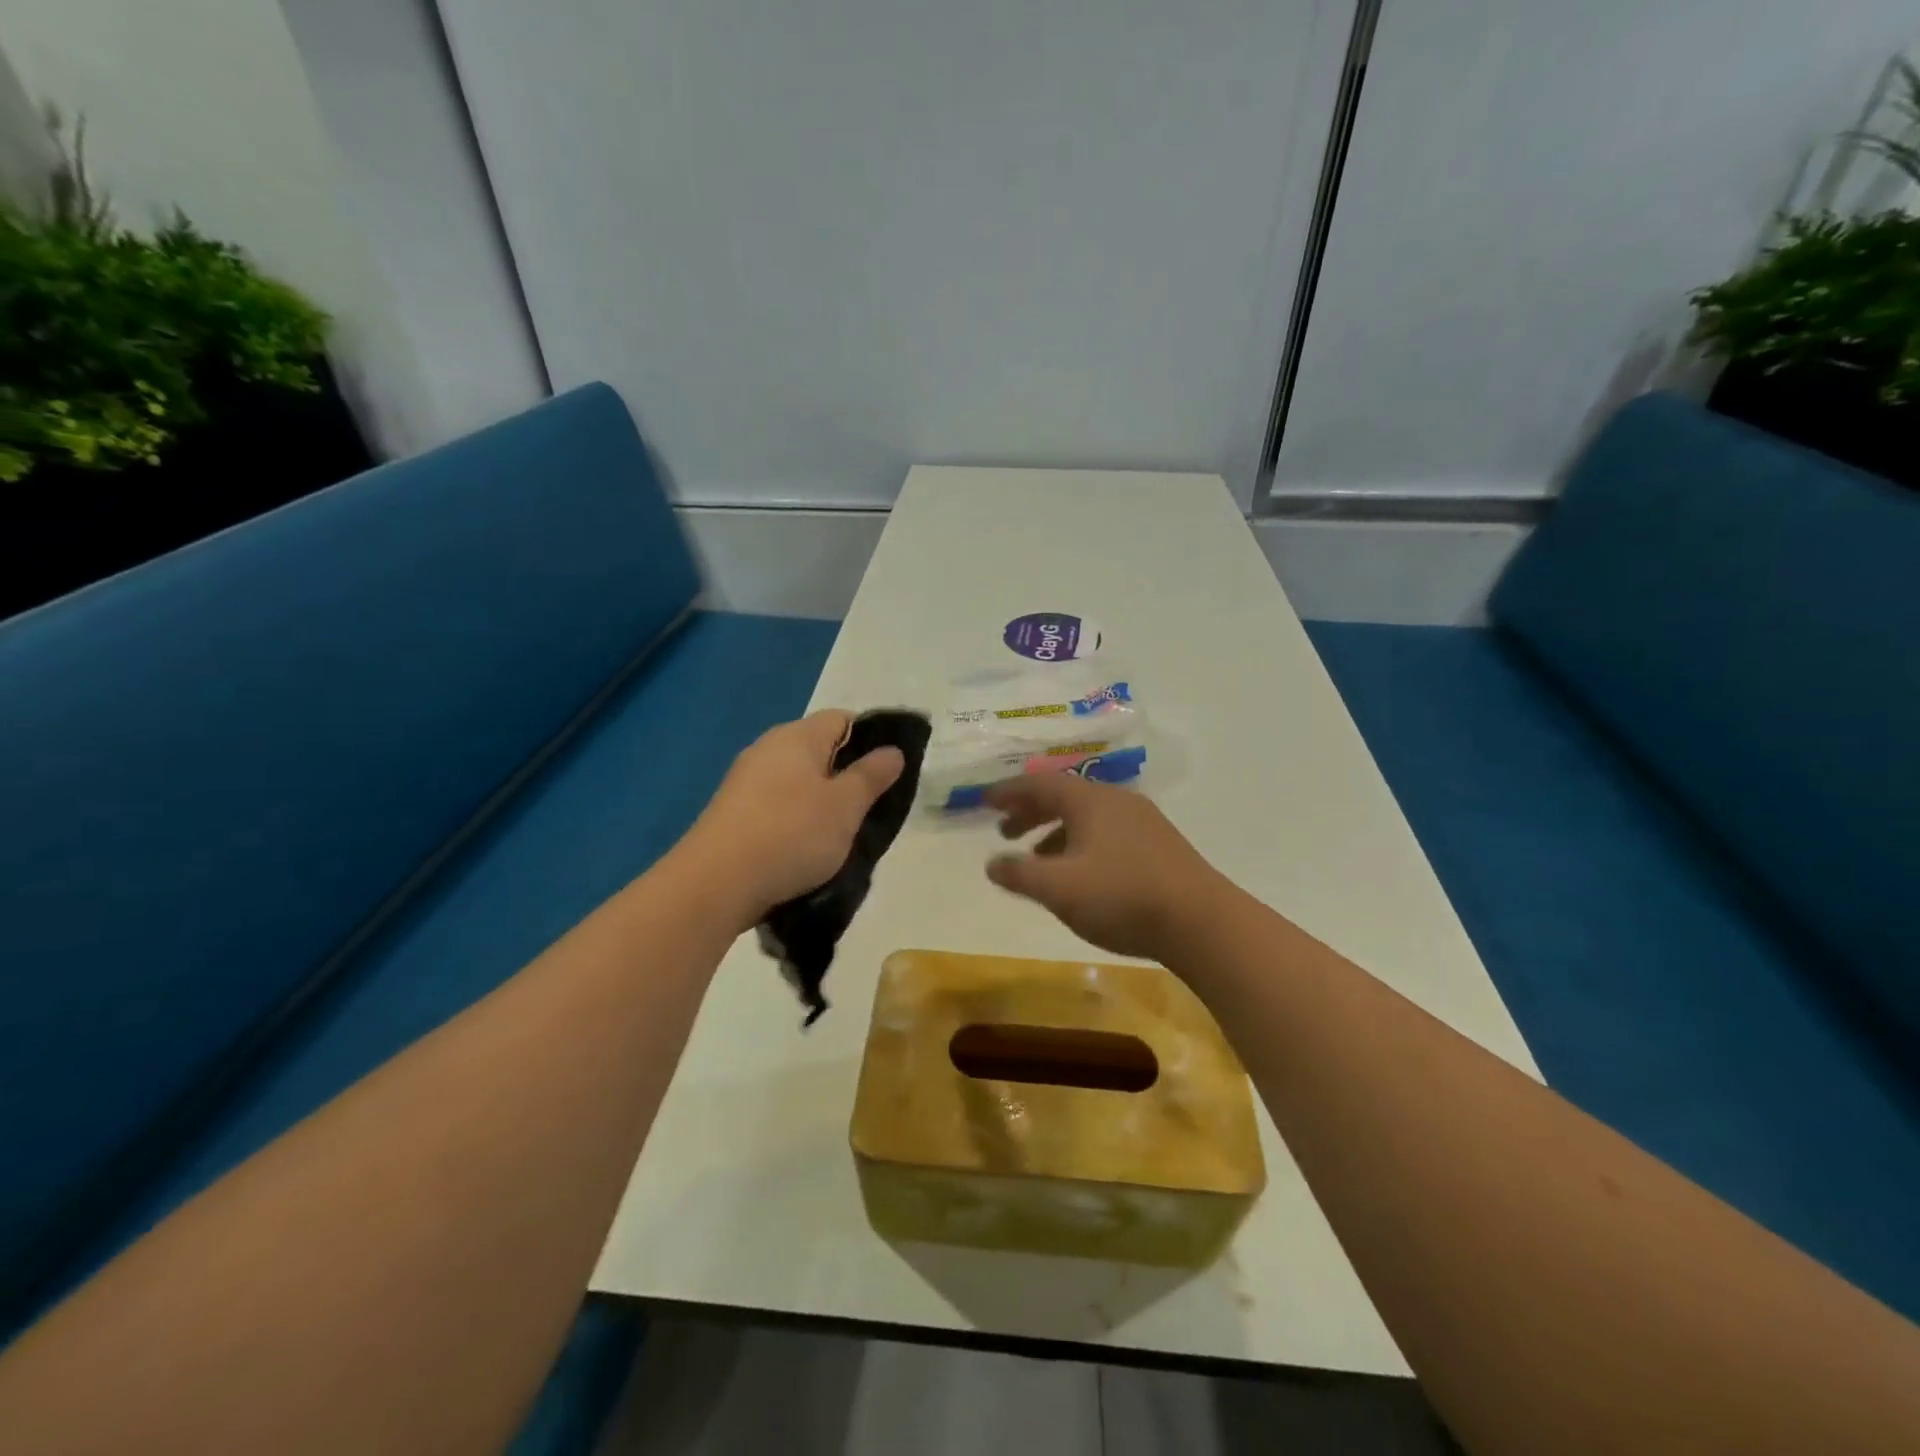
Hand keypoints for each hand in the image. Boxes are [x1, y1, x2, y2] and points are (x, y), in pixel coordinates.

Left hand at [684, 711, 904, 926]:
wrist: (716, 883)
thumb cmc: (791, 833)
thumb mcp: (846, 806)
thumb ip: (872, 775)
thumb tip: (893, 750)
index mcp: (797, 736)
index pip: (843, 719)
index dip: (871, 739)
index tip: (888, 773)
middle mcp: (768, 748)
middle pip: (819, 750)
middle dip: (846, 775)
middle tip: (869, 808)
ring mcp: (745, 781)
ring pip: (798, 781)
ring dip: (821, 802)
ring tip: (840, 835)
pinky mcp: (733, 812)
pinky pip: (777, 805)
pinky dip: (795, 820)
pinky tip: (804, 848)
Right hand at [985, 775, 1228, 962]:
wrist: (1202, 922)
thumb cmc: (1122, 897)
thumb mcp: (1059, 888)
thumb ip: (1020, 874)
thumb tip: (992, 863)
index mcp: (1090, 800)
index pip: (1039, 784)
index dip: (1008, 792)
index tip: (984, 801)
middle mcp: (1116, 801)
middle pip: (1064, 797)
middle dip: (1030, 812)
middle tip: (1004, 831)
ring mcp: (1142, 822)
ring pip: (1087, 817)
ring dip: (1055, 831)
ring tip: (1036, 858)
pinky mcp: (1159, 846)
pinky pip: (1106, 833)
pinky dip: (1080, 844)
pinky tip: (1079, 874)